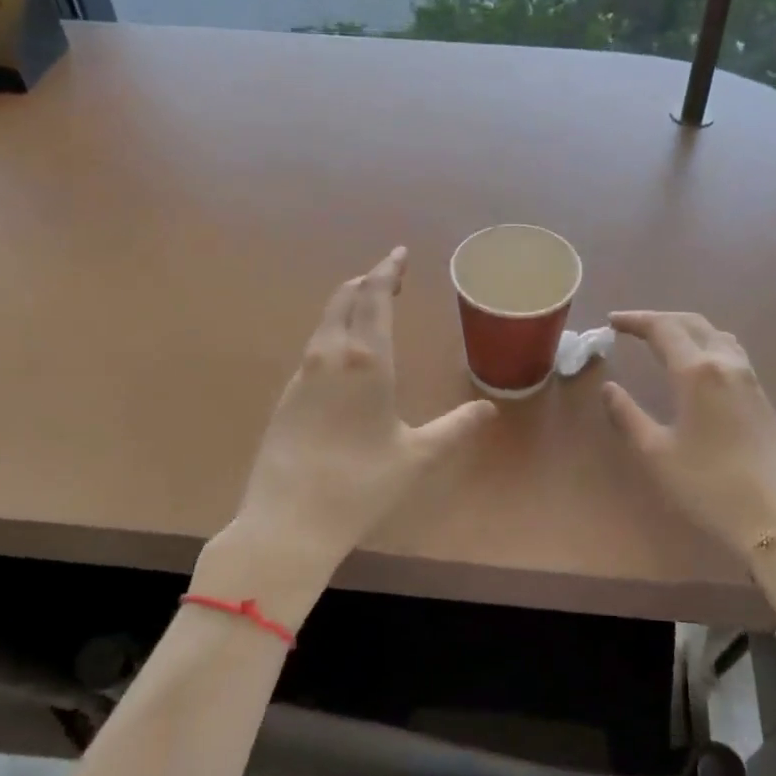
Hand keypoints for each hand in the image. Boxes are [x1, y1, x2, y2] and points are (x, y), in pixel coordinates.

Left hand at [201, 249, 496, 625]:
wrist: (288, 521)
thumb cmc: (361, 484)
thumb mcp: (417, 457)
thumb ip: (455, 428)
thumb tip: (489, 408)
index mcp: (366, 361)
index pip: (374, 298)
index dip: (387, 271)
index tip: (398, 254)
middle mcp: (329, 356)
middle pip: (343, 301)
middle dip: (366, 283)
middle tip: (387, 278)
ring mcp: (301, 376)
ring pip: (324, 324)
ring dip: (346, 307)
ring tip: (367, 309)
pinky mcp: (286, 398)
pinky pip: (313, 351)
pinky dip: (332, 336)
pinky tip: (342, 359)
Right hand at [602, 311, 775, 577]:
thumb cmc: (708, 486)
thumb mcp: (656, 453)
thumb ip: (628, 415)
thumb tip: (610, 388)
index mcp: (696, 371)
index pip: (663, 329)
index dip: (635, 320)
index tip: (611, 322)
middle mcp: (725, 363)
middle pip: (691, 323)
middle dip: (659, 319)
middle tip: (631, 327)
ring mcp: (748, 377)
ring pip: (714, 333)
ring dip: (685, 328)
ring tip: (661, 340)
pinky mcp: (761, 395)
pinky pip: (729, 350)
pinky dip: (705, 342)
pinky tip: (696, 362)